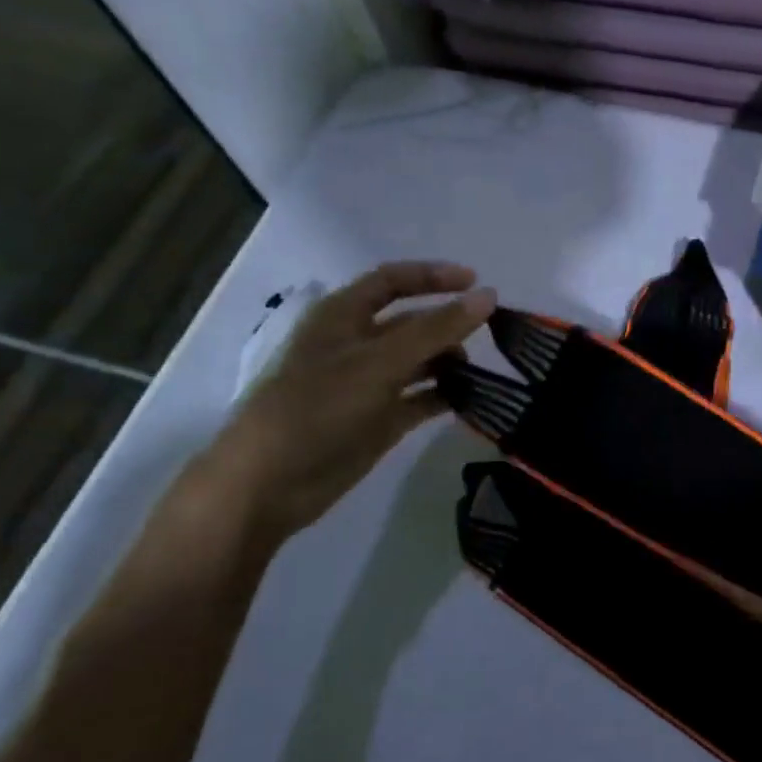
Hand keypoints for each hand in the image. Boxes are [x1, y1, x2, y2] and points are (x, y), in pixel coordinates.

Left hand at [197, 262, 495, 551]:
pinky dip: (446, 396)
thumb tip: (488, 296)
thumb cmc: (316, 409)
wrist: (268, 485)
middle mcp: (358, 345)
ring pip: (421, 361)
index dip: (433, 276)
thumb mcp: (379, 362)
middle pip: (413, 322)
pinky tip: (474, 399)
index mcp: (343, 317)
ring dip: (451, 362)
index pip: (393, 281)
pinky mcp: (380, 420)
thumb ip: (435, 329)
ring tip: (484, 373)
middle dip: (450, 323)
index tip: (477, 282)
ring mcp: (369, 384)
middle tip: (493, 334)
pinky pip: (422, 398)